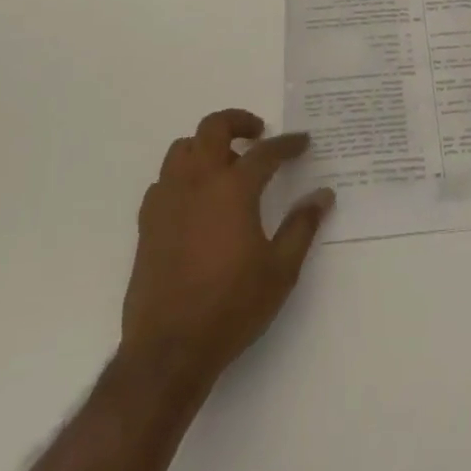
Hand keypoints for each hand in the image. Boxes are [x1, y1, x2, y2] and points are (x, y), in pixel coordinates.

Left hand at [119, 109, 333, 390]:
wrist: (169, 350)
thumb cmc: (232, 307)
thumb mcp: (280, 270)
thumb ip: (302, 226)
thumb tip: (323, 194)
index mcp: (233, 189)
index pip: (265, 152)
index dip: (287, 144)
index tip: (302, 142)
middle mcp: (198, 182)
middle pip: (213, 128)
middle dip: (238, 121)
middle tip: (258, 134)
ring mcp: (168, 200)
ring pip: (182, 149)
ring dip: (206, 145)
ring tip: (226, 164)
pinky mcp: (147, 222)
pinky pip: (164, 180)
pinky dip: (183, 175)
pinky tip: (196, 199)